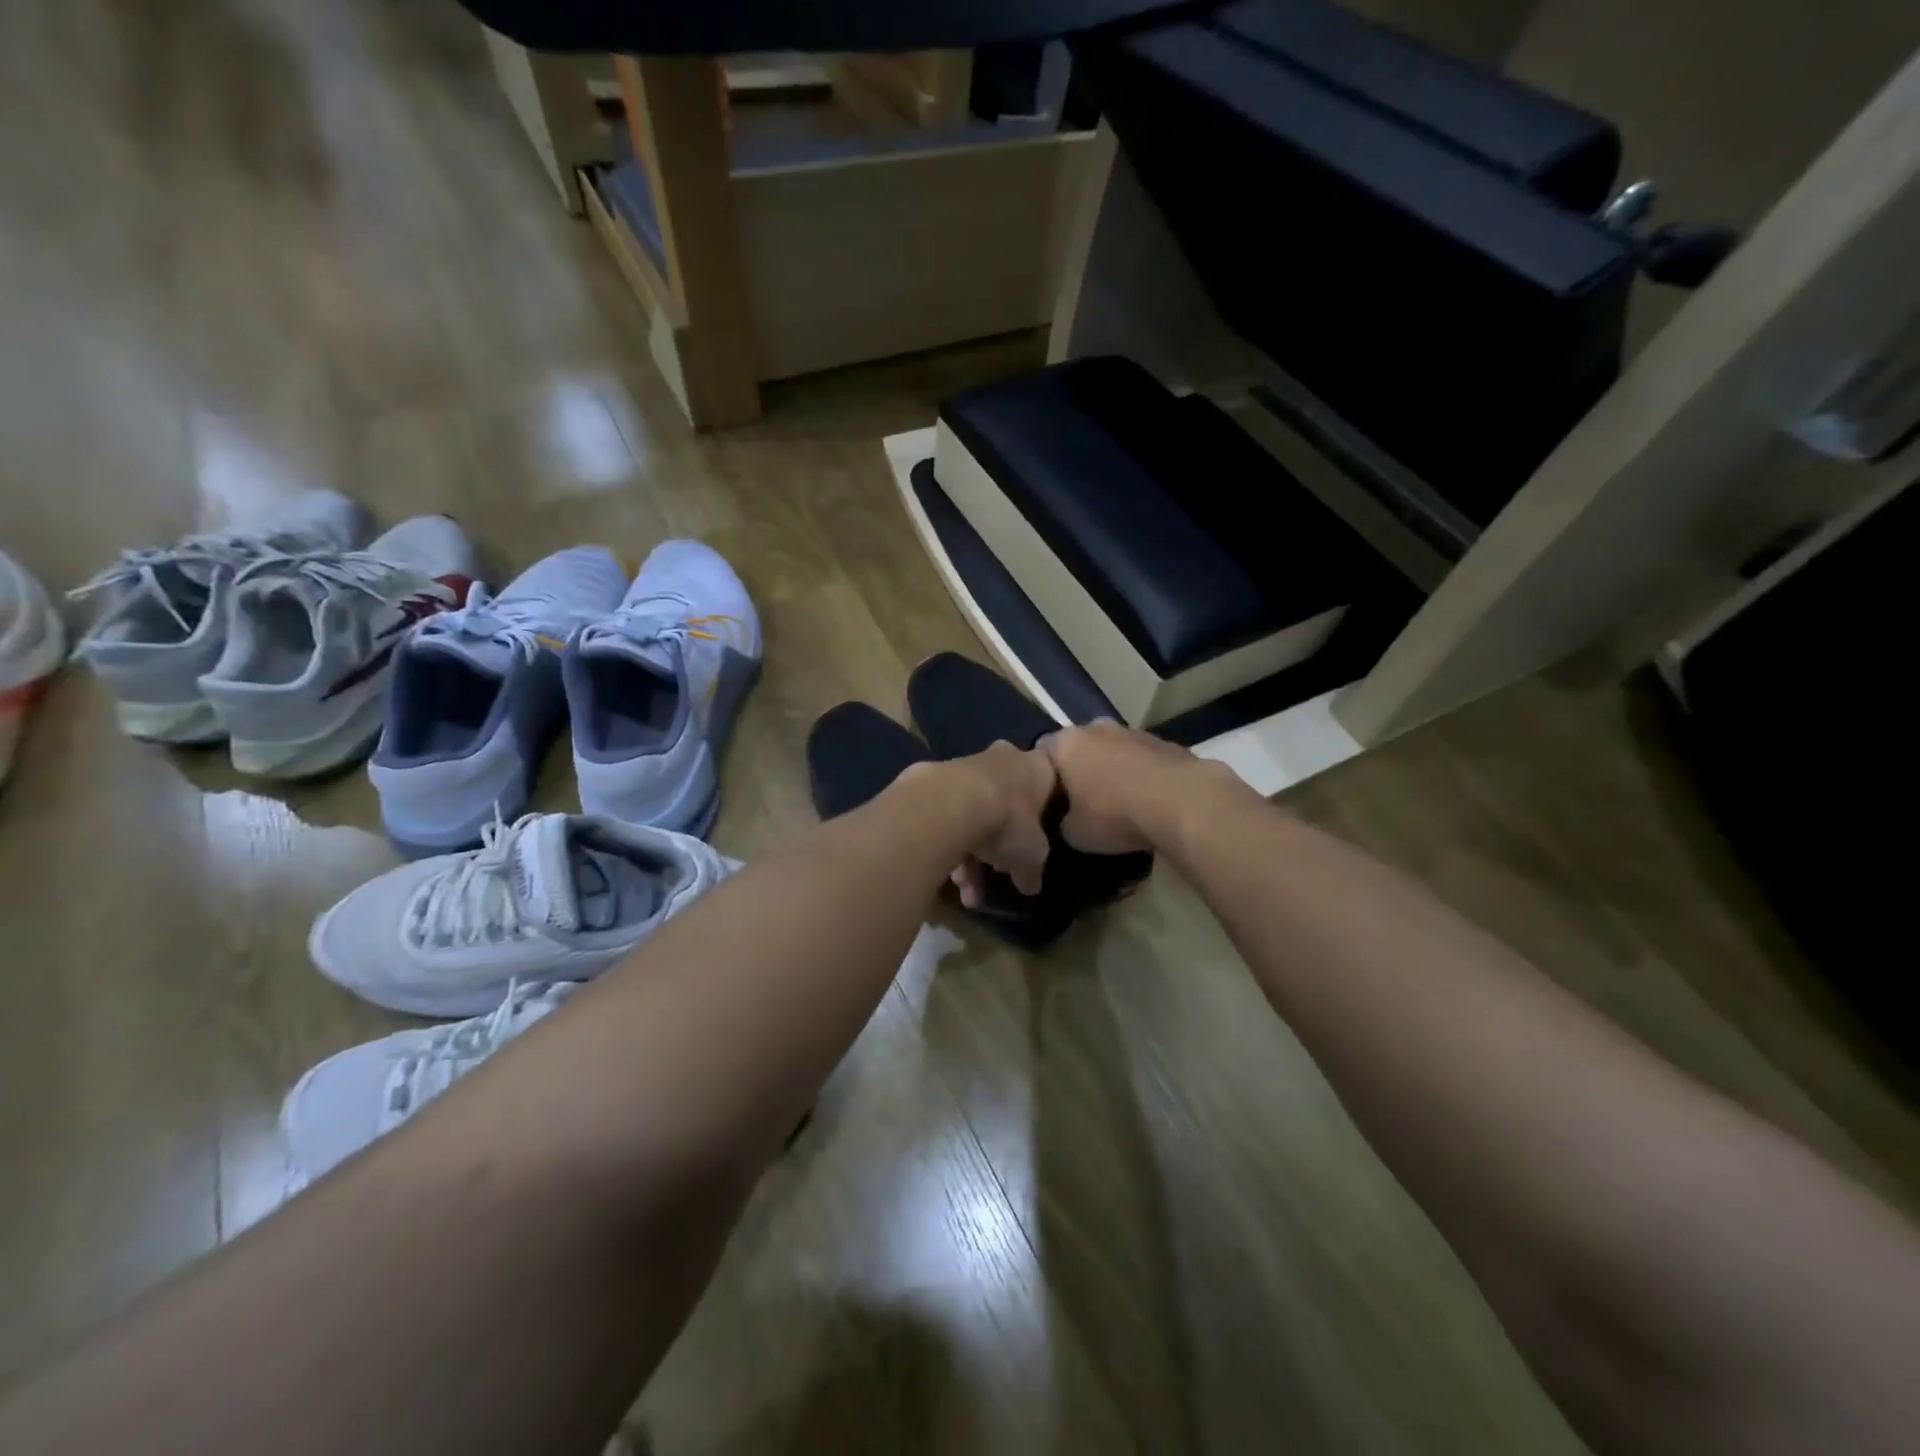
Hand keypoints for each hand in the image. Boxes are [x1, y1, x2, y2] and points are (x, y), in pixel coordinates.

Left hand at [930, 741, 1056, 904]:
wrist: (950, 802)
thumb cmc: (1008, 820)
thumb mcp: (1032, 854)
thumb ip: (1031, 870)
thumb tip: (1031, 886)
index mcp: (1035, 767)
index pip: (1046, 781)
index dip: (1041, 810)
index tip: (1034, 835)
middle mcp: (1001, 759)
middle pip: (1004, 802)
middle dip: (998, 841)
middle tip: (995, 869)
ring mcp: (964, 766)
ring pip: (972, 813)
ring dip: (969, 853)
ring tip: (963, 886)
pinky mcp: (931, 779)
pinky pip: (946, 815)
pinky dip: (947, 843)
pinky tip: (945, 875)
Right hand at [1040, 720, 1202, 855]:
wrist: (1181, 802)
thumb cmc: (1114, 814)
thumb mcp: (1074, 833)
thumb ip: (1062, 821)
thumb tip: (1068, 820)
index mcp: (1066, 743)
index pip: (1041, 753)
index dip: (1043, 778)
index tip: (1051, 802)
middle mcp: (1096, 728)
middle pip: (1080, 748)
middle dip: (1080, 771)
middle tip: (1083, 802)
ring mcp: (1133, 732)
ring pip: (1113, 751)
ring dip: (1113, 771)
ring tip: (1120, 804)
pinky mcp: (1165, 743)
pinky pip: (1143, 760)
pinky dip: (1141, 775)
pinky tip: (1149, 802)